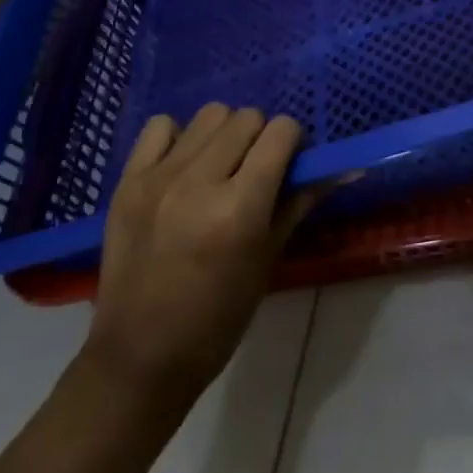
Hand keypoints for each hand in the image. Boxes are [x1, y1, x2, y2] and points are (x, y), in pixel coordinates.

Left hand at [78, 104, 321, 405]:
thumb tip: (345, 167)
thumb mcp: (268, 260)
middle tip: (255, 169)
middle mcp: (200, 181)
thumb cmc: (217, 320)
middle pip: (247, 117)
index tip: (289, 161)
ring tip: (218, 165)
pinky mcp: (128, 180)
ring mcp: (159, 177)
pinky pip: (159, 126)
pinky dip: (178, 137)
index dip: (292, 140)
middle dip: (260, 136)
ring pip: (209, 114)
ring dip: (224, 133)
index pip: (281, 131)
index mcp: (239, 208)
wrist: (139, 358)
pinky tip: (181, 166)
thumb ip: (300, 202)